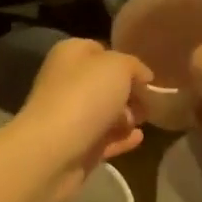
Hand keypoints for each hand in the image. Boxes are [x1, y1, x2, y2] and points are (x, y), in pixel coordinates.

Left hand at [12, 37, 148, 201]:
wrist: (52, 151)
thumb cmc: (84, 96)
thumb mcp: (118, 66)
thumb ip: (133, 66)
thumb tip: (143, 76)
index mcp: (70, 54)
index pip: (100, 50)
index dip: (125, 61)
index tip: (147, 76)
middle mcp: (66, 81)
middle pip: (103, 83)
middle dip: (128, 92)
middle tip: (149, 101)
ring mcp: (69, 116)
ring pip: (103, 112)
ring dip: (126, 116)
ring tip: (144, 120)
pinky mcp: (75, 147)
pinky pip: (103, 139)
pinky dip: (121, 138)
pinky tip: (139, 138)